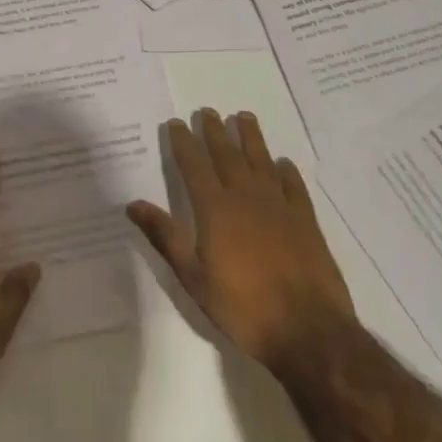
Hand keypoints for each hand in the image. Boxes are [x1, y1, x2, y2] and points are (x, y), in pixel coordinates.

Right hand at [128, 108, 354, 373]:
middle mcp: (246, 197)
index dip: (184, 142)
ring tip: (244, 117)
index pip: (194, 165)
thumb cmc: (242, 307)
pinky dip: (286, 171)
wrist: (307, 331)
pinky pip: (293, 186)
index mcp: (215, 209)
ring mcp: (279, 206)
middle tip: (207, 111)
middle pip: (227, 155)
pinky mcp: (305, 221)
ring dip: (251, 137)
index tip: (177, 122)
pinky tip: (282, 163)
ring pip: (261, 161)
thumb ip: (165, 236)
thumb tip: (133, 204)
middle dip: (215, 131)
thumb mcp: (193, 277)